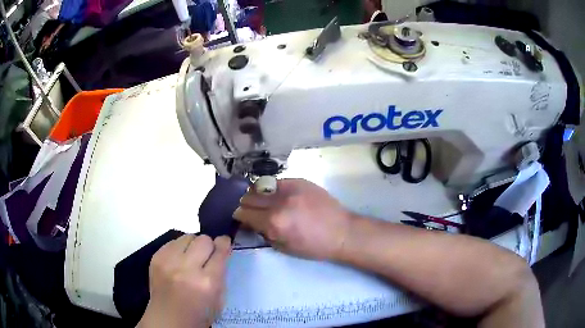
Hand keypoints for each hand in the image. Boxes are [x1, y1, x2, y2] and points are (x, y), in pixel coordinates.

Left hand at [137, 235, 230, 327]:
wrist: (168, 319)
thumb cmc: (198, 314)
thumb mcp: (219, 300)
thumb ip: (221, 274)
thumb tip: (222, 252)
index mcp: (207, 282)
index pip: (220, 251)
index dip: (224, 244)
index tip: (224, 243)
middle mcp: (187, 268)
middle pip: (203, 240)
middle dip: (208, 246)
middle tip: (206, 256)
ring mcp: (168, 261)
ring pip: (187, 236)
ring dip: (192, 246)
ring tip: (190, 258)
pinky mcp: (156, 258)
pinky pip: (172, 242)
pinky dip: (178, 249)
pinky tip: (178, 261)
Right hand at [233, 179, 352, 259]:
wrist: (342, 232)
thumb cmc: (314, 246)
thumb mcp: (284, 247)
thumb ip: (264, 233)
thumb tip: (251, 223)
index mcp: (274, 222)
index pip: (244, 213)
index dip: (240, 216)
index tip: (241, 218)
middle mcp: (279, 202)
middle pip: (248, 197)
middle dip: (246, 205)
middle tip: (251, 211)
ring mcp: (290, 189)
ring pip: (260, 186)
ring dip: (257, 194)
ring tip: (263, 201)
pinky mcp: (300, 181)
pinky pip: (277, 182)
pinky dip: (272, 189)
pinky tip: (278, 195)